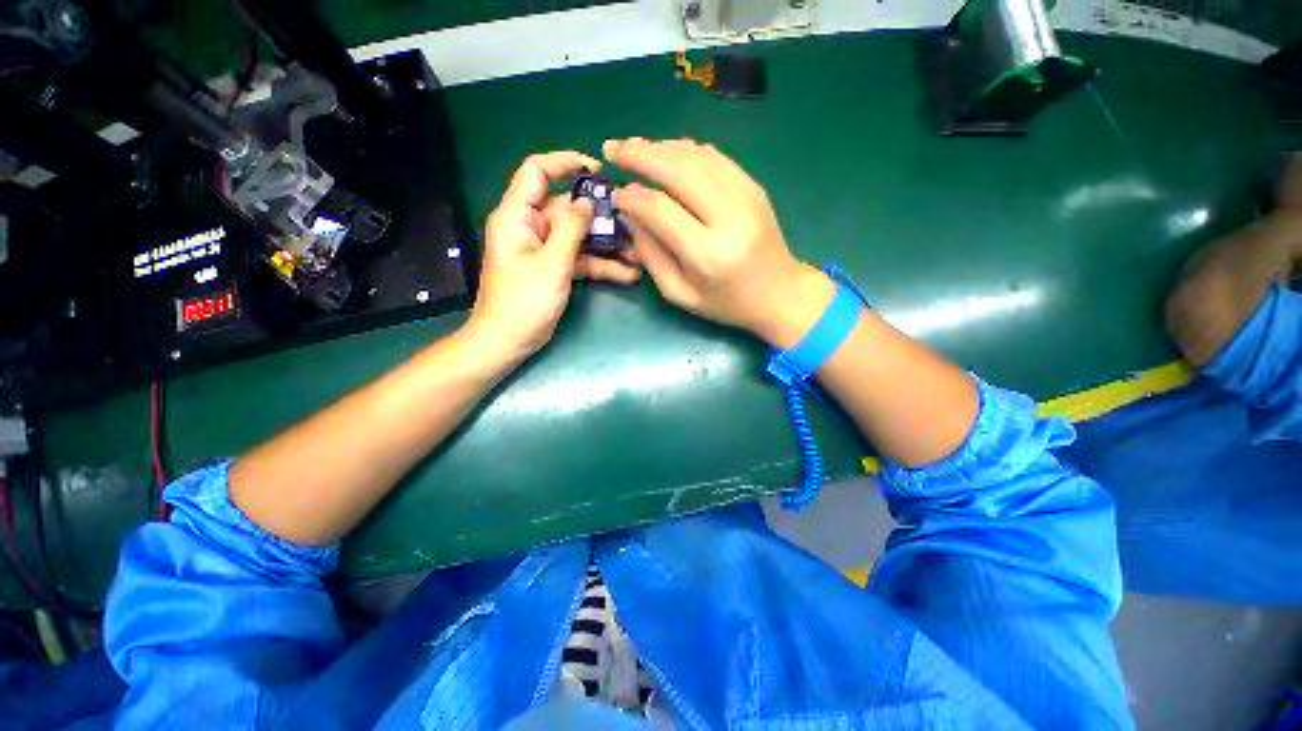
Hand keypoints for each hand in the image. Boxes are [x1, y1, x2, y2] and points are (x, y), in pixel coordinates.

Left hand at [466, 151, 639, 364]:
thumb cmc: (523, 303)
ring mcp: (545, 250)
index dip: (565, 162)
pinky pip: (581, 259)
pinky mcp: (555, 269)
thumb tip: (588, 201)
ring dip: (607, 243)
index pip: (537, 172)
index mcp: (518, 216)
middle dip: (600, 215)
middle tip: (632, 220)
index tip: (598, 170)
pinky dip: (602, 265)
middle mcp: (531, 227)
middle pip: (568, 208)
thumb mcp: (551, 264)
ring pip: (580, 236)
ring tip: (638, 251)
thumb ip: (571, 229)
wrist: (508, 342)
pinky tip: (628, 274)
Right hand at [604, 138, 833, 348]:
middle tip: (612, 148)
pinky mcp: (754, 186)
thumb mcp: (680, 293)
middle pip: (678, 168)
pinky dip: (685, 150)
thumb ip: (651, 255)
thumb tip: (630, 213)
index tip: (615, 194)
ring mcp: (746, 196)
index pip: (660, 208)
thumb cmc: (726, 303)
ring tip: (633, 147)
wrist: (780, 294)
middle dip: (639, 153)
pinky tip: (667, 154)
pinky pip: (714, 157)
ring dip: (660, 146)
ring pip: (696, 155)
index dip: (632, 196)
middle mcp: (729, 217)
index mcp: (708, 253)